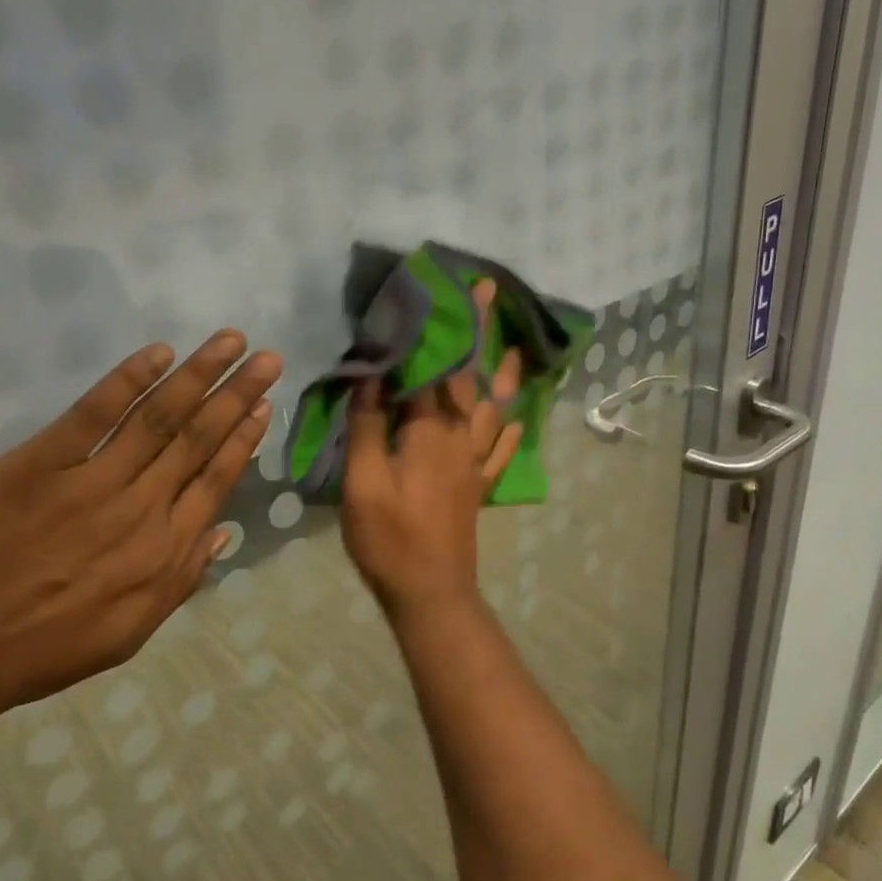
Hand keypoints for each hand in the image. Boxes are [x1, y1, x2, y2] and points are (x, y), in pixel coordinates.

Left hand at [0, 331, 280, 720]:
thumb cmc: (43, 648)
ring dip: (199, 375)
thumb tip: (223, 532)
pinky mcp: (40, 463)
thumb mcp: (129, 632)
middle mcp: (142, 508)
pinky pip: (93, 414)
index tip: (265, 406)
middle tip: (269, 359)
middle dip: (238, 395)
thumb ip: (182, 579)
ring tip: (230, 342)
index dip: (244, 440)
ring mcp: (93, 482)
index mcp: (165, 551)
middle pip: (199, 439)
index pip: (217, 481)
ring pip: (159, 418)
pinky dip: (128, 380)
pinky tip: (157, 354)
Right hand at [342, 281, 523, 620]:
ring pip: (494, 408)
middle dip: (478, 333)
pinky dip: (510, 431)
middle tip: (490, 293)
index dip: (439, 326)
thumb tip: (370, 378)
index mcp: (430, 433)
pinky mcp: (477, 487)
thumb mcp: (363, 483)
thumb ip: (367, 428)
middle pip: (470, 377)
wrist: (431, 592)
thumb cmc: (390, 538)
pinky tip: (519, 418)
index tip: (450, 287)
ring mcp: (474, 464)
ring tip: (517, 348)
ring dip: (503, 375)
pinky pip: (500, 452)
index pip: (435, 367)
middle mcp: (460, 439)